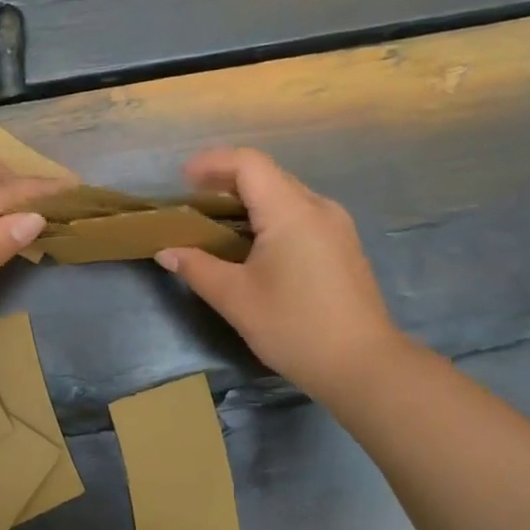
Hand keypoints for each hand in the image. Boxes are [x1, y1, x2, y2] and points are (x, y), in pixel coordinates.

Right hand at [156, 148, 400, 400]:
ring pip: (285, 195)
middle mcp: (318, 207)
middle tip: (193, 202)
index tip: (182, 180)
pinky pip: (300, 215)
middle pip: (268, 175)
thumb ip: (197, 268)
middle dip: (227, 181)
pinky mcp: (342, 246)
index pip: (249, 163)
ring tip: (218, 224)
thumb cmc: (294, 327)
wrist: (363, 366)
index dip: (212, 163)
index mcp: (291, 211)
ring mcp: (336, 226)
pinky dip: (270, 218)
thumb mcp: (236, 299)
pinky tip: (253, 246)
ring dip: (249, 200)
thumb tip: (166, 252)